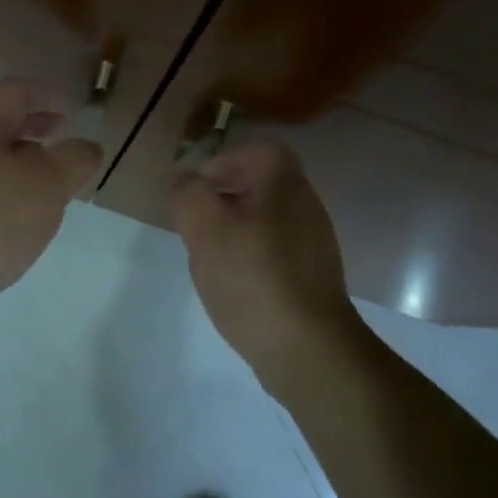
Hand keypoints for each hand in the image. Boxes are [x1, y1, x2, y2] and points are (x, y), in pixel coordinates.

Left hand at [0, 78, 101, 311]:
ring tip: (45, 180)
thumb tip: (85, 146)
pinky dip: (2, 183)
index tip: (72, 111)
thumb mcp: (49, 186)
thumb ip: (75, 159)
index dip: (47, 95)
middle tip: (61, 140)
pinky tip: (17, 210)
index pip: (14, 92)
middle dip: (33, 127)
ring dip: (19, 159)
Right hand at [171, 140, 359, 376]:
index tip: (198, 184)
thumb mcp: (206, 232)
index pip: (261, 150)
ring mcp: (313, 245)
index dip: (226, 158)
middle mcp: (306, 208)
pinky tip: (232, 280)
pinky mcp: (311, 277)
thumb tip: (185, 179)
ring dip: (236, 224)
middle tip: (197, 217)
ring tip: (208, 251)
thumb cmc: (253, 281)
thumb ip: (189, 196)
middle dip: (227, 192)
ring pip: (270, 217)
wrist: (307, 348)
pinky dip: (251, 252)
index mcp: (285, 187)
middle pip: (266, 182)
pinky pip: (276, 248)